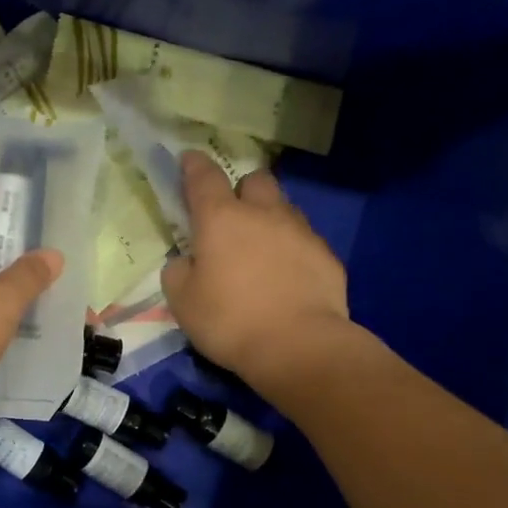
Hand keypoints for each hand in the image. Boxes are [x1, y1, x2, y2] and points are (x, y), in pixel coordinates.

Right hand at [161, 153, 360, 399]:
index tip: (188, 160)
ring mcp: (301, 232)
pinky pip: (304, 242)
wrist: (299, 346)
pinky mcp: (327, 257)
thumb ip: (179, 271)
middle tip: (231, 218)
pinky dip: (292, 251)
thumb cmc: (229, 320)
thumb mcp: (182, 301)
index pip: (204, 177)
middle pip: (255, 181)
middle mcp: (264, 214)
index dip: (193, 166)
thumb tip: (188, 260)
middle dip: (242, 190)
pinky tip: (286, 279)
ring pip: (283, 209)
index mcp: (221, 219)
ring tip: (261, 252)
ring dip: (269, 220)